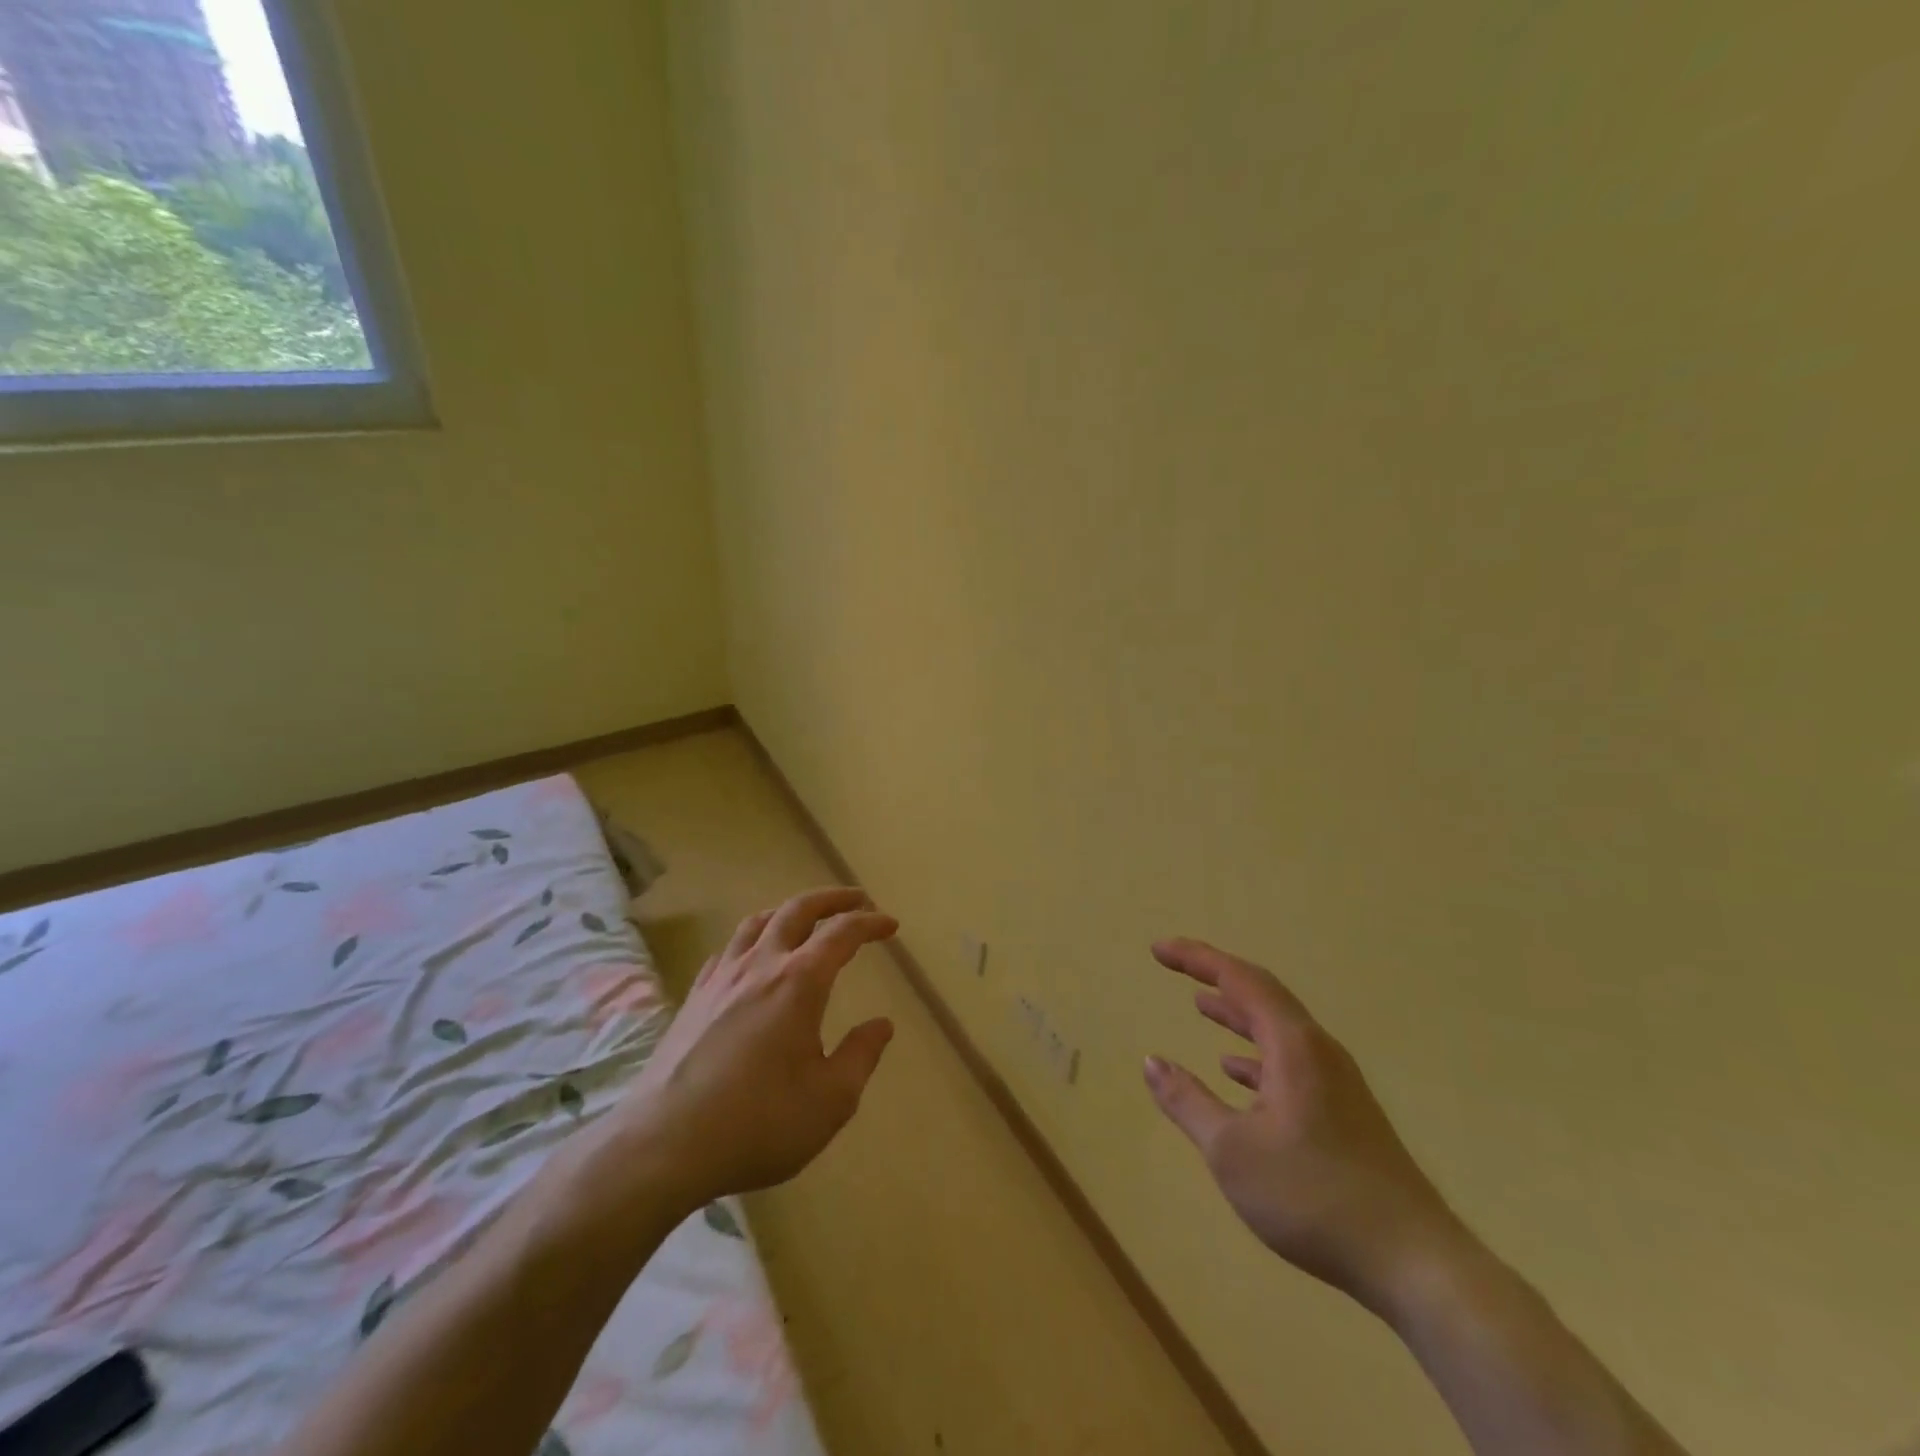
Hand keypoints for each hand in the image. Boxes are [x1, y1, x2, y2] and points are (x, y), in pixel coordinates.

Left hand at [595, 888, 897, 1215]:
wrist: (664, 1145)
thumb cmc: (759, 1122)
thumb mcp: (830, 1100)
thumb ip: (861, 1056)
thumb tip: (881, 1025)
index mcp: (799, 982)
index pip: (842, 933)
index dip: (870, 923)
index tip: (890, 925)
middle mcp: (760, 966)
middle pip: (797, 910)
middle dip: (831, 899)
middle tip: (856, 900)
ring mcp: (721, 979)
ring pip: (757, 922)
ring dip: (788, 911)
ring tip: (805, 918)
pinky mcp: (693, 998)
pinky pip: (727, 951)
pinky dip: (751, 940)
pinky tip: (751, 959)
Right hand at [1144, 938, 1465, 1312]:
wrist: (1414, 1262)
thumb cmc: (1313, 1196)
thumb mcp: (1232, 1151)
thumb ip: (1187, 1101)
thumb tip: (1151, 1062)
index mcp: (1294, 1046)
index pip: (1238, 979)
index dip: (1195, 958)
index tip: (1158, 949)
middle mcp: (1318, 1051)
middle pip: (1262, 995)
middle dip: (1216, 976)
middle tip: (1176, 967)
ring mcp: (1336, 1082)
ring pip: (1277, 1030)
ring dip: (1237, 1014)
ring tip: (1201, 1006)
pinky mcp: (1344, 1113)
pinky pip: (1290, 1062)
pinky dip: (1255, 1056)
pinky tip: (1235, 1072)